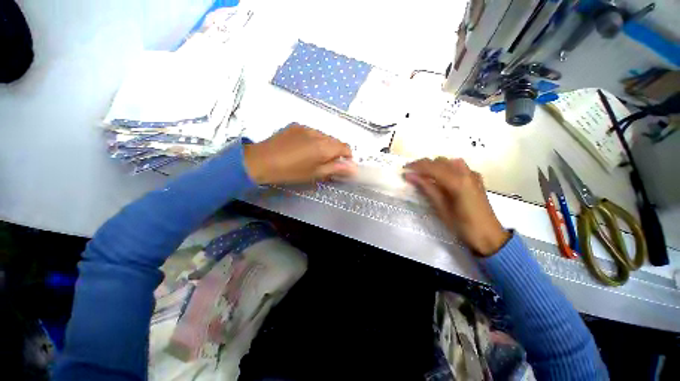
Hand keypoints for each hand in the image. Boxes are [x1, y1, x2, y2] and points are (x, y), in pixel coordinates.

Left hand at [243, 123, 356, 183]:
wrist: (262, 161)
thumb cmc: (291, 171)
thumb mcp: (315, 173)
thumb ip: (335, 168)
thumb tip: (352, 168)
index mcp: (323, 146)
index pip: (345, 147)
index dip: (347, 156)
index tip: (341, 165)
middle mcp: (317, 133)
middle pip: (335, 140)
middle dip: (335, 151)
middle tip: (326, 163)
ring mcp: (306, 127)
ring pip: (324, 135)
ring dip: (324, 145)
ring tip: (313, 155)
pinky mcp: (296, 125)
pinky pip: (312, 132)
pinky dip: (314, 139)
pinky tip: (303, 148)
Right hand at [404, 158, 509, 255]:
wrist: (489, 236)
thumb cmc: (463, 225)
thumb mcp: (441, 208)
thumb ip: (426, 188)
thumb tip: (409, 176)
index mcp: (457, 181)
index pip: (432, 166)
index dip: (416, 166)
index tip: (404, 169)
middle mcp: (466, 173)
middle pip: (440, 161)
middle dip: (423, 165)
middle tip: (411, 173)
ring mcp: (472, 174)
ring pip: (448, 161)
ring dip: (434, 165)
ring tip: (423, 175)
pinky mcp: (475, 179)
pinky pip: (457, 167)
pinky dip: (445, 168)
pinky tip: (440, 178)